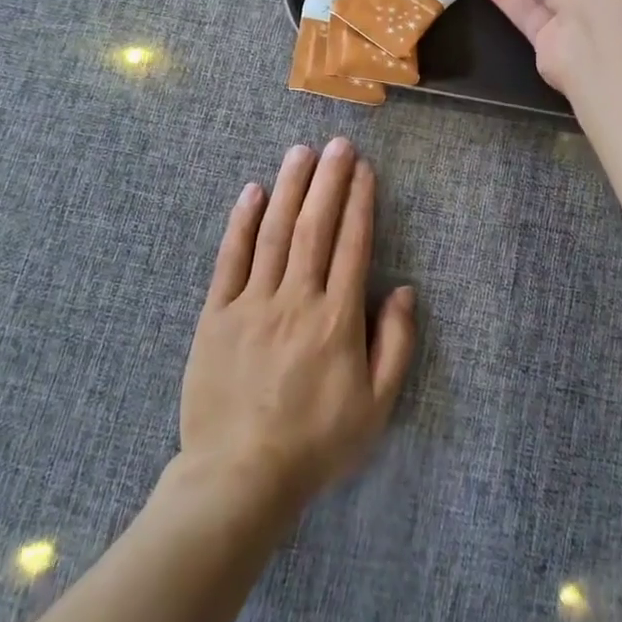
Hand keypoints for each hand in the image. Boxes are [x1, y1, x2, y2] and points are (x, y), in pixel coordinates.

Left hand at [179, 139, 416, 515]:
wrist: (239, 477)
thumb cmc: (315, 443)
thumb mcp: (375, 407)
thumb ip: (395, 345)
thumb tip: (404, 291)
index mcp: (337, 319)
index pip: (352, 244)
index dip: (360, 202)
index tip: (364, 169)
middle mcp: (296, 299)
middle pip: (315, 226)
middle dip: (329, 180)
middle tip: (338, 143)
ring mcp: (252, 303)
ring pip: (275, 232)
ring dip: (290, 187)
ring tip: (301, 151)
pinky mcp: (216, 314)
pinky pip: (230, 258)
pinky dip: (242, 221)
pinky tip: (253, 191)